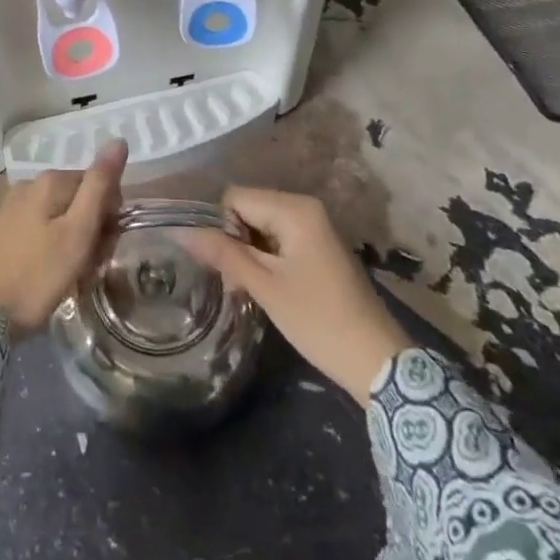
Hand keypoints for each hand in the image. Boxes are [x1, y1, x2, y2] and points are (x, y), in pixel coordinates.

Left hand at [0, 143, 127, 333]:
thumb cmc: (34, 277)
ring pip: (56, 217)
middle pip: (76, 200)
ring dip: (69, 242)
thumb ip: (98, 187)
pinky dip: (46, 249)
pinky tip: (41, 276)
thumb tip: (118, 141)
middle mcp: (29, 185)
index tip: (104, 249)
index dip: (110, 216)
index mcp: (51, 181)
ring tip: (66, 277)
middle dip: (89, 229)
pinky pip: (35, 231)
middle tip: (87, 267)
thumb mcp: (76, 234)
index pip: (99, 185)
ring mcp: (9, 208)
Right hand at [179, 187, 409, 402]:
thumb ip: (223, 253)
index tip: (222, 266)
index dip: (220, 227)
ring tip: (248, 289)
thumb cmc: (318, 320)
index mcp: (294, 208)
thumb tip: (181, 230)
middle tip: (233, 283)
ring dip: (248, 253)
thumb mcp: (265, 287)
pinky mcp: (318, 246)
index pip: (235, 198)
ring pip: (261, 226)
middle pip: (248, 209)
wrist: (378, 362)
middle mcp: (305, 207)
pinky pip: (279, 239)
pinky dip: (266, 259)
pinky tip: (266, 288)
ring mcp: (315, 226)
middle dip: (233, 241)